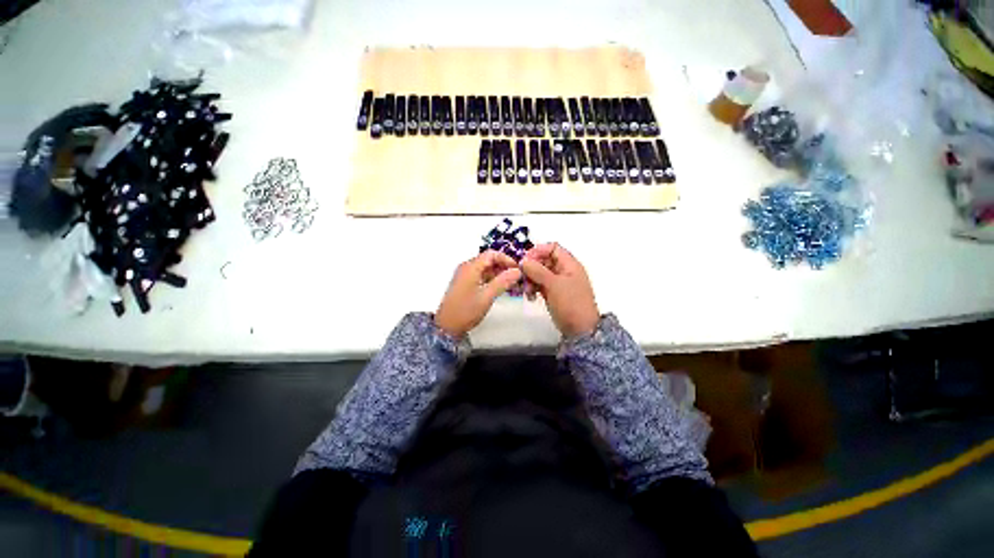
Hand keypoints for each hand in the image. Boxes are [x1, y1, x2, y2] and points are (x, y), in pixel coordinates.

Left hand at [435, 250, 522, 336]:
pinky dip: (492, 279)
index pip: (491, 254)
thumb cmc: (466, 311)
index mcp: (470, 267)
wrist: (447, 327)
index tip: (517, 269)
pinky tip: (500, 288)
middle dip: (503, 267)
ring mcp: (465, 276)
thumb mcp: (487, 296)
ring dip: (499, 274)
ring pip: (485, 269)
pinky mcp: (465, 284)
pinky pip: (481, 276)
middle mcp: (467, 268)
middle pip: (488, 260)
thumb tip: (517, 271)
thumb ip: (503, 282)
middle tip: (517, 277)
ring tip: (511, 284)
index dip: (506, 259)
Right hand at [520, 243, 599, 337]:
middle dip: (531, 268)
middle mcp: (563, 270)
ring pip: (539, 273)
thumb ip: (538, 270)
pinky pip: (539, 284)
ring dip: (530, 279)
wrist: (579, 330)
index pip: (552, 248)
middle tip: (522, 277)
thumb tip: (523, 261)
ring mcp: (557, 282)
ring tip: (527, 291)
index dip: (538, 251)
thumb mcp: (554, 285)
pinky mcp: (552, 293)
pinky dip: (533, 288)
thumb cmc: (571, 303)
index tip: (525, 260)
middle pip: (543, 260)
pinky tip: (530, 297)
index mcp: (569, 264)